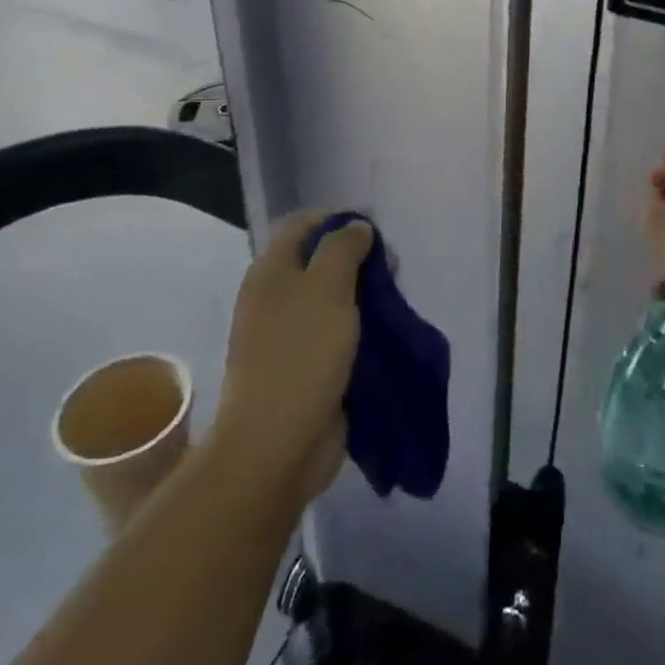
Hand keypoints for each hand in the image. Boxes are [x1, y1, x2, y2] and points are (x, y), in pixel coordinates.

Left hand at [211, 212, 370, 499]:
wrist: (276, 445)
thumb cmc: (301, 355)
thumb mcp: (327, 287)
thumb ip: (344, 248)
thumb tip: (357, 227)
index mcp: (271, 271)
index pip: (303, 225)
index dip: (338, 219)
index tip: (375, 227)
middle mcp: (275, 297)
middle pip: (319, 261)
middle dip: (357, 259)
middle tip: (391, 267)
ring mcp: (288, 335)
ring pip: (331, 299)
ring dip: (362, 296)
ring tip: (394, 300)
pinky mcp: (305, 367)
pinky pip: (336, 334)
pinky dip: (359, 329)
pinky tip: (384, 331)